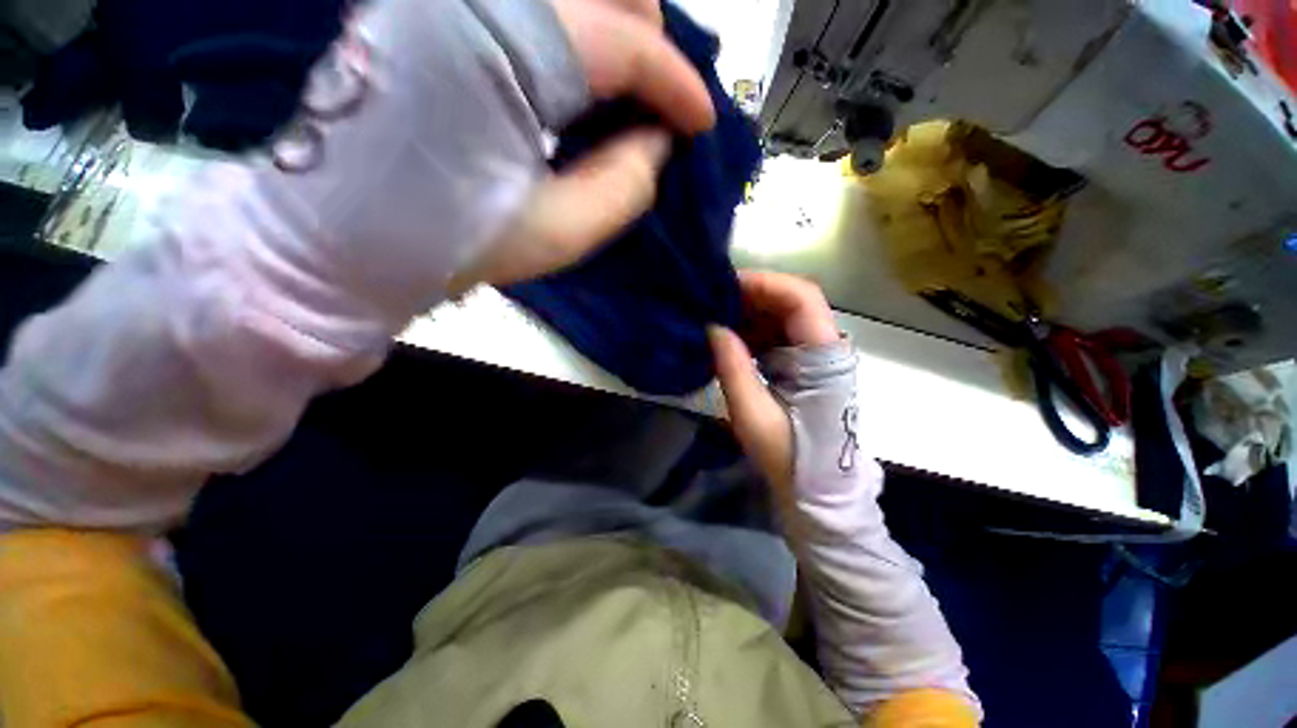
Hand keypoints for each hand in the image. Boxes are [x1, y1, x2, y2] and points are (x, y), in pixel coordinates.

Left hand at [449, 0, 715, 293]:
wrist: (344, 236)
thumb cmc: (449, 242)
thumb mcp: (556, 234)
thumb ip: (623, 188)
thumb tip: (658, 141)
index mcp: (502, 50)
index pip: (624, 41)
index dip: (675, 84)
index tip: (699, 123)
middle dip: (650, 36)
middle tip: (661, 99)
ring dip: (615, 24)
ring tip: (629, 85)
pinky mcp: (433, 11)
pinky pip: (529, 5)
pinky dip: (573, 30)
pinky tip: (579, 77)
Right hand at [708, 271, 838, 489]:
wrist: (816, 486)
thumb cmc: (789, 454)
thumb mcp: (753, 414)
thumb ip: (733, 367)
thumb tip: (712, 327)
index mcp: (822, 356)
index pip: (801, 297)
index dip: (764, 283)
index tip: (724, 288)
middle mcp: (824, 346)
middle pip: (791, 300)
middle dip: (750, 296)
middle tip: (711, 302)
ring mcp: (814, 354)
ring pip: (782, 315)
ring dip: (748, 312)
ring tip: (714, 318)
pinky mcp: (802, 364)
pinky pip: (777, 334)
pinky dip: (751, 330)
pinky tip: (728, 338)